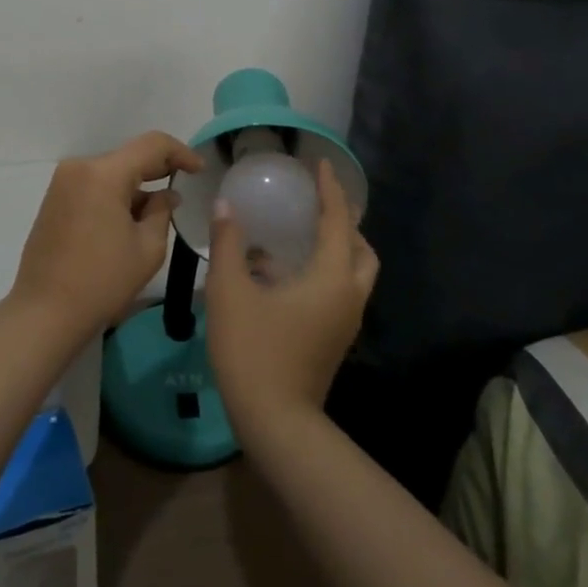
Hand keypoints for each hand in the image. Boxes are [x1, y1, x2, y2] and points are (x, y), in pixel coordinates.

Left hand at [10, 131, 204, 339]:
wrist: (45, 312)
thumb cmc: (102, 281)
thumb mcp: (147, 248)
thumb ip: (162, 211)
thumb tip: (166, 195)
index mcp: (103, 174)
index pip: (152, 145)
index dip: (181, 152)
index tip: (200, 170)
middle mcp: (79, 167)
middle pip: (128, 157)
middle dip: (158, 169)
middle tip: (184, 186)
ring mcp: (62, 182)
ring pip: (110, 171)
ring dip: (135, 184)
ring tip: (158, 210)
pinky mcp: (54, 199)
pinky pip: (93, 185)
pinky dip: (114, 194)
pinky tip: (129, 218)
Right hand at [204, 159, 378, 438]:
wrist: (275, 422)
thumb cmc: (253, 350)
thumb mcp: (230, 291)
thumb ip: (229, 243)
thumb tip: (227, 206)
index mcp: (331, 278)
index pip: (338, 221)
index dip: (331, 190)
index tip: (321, 164)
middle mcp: (348, 296)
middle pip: (360, 249)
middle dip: (344, 221)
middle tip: (317, 204)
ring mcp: (345, 322)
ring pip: (353, 273)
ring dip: (337, 248)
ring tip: (302, 233)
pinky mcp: (334, 339)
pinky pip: (340, 291)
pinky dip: (325, 271)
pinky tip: (284, 273)